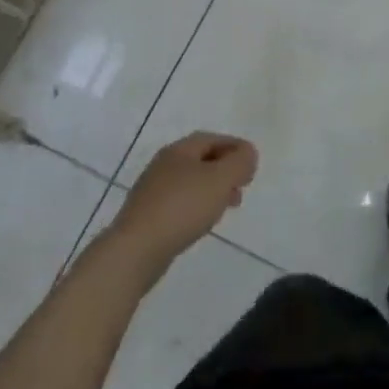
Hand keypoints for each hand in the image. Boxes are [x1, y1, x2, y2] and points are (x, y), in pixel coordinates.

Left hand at [109, 132, 257, 264]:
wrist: (137, 249)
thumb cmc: (183, 207)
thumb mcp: (221, 179)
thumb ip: (240, 162)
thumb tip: (247, 153)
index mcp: (178, 151)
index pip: (211, 139)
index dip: (235, 147)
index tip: (252, 164)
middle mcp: (163, 166)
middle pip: (201, 160)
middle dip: (225, 170)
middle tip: (243, 186)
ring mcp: (152, 191)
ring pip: (191, 183)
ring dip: (214, 190)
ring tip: (228, 207)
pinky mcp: (148, 216)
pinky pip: (180, 203)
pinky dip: (198, 206)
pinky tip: (204, 222)